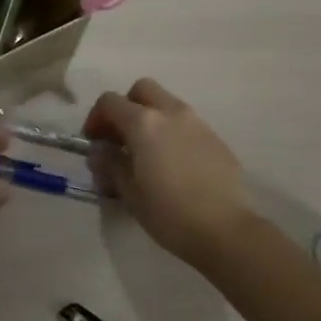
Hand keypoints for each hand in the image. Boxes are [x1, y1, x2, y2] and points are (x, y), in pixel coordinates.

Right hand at [84, 78, 258, 266]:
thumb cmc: (170, 213)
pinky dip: (172, 132)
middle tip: (121, 136)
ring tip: (147, 152)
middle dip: (127, 106)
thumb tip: (100, 151)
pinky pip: (186, 123)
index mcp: (144, 123)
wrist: (226, 230)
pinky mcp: (215, 138)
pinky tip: (173, 163)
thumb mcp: (129, 192)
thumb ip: (110, 164)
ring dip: (151, 118)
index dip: (96, 117)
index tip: (93, 141)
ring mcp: (197, 122)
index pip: (110, 102)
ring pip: (167, 103)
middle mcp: (170, 112)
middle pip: (142, 90)